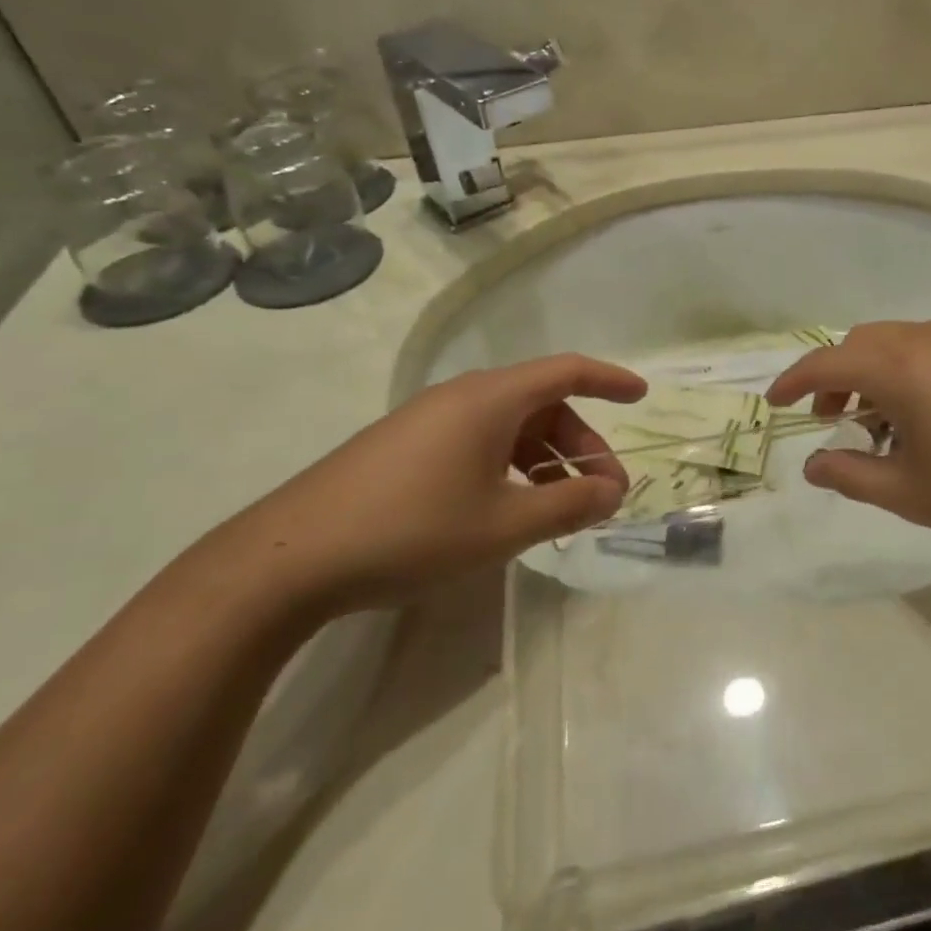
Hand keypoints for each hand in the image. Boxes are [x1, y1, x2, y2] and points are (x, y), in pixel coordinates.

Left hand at [218, 355, 646, 610]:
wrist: (288, 559)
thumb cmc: (412, 531)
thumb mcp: (504, 526)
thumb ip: (568, 505)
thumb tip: (613, 491)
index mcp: (490, 399)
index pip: (567, 371)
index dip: (610, 380)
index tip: (642, 396)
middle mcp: (461, 396)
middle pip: (542, 405)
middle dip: (581, 445)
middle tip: (603, 493)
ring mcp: (427, 420)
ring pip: (509, 426)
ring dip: (545, 459)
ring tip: (560, 507)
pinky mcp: (403, 446)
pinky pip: (477, 441)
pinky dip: (509, 465)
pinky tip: (508, 508)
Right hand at [766, 320, 930, 558]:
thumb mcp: (909, 491)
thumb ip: (851, 474)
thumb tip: (813, 466)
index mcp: (897, 366)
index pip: (826, 362)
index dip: (794, 381)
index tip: (774, 402)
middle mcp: (925, 340)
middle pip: (860, 345)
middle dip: (834, 378)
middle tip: (829, 419)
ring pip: (894, 346)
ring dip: (871, 376)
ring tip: (875, 426)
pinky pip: (926, 353)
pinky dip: (904, 376)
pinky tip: (920, 421)